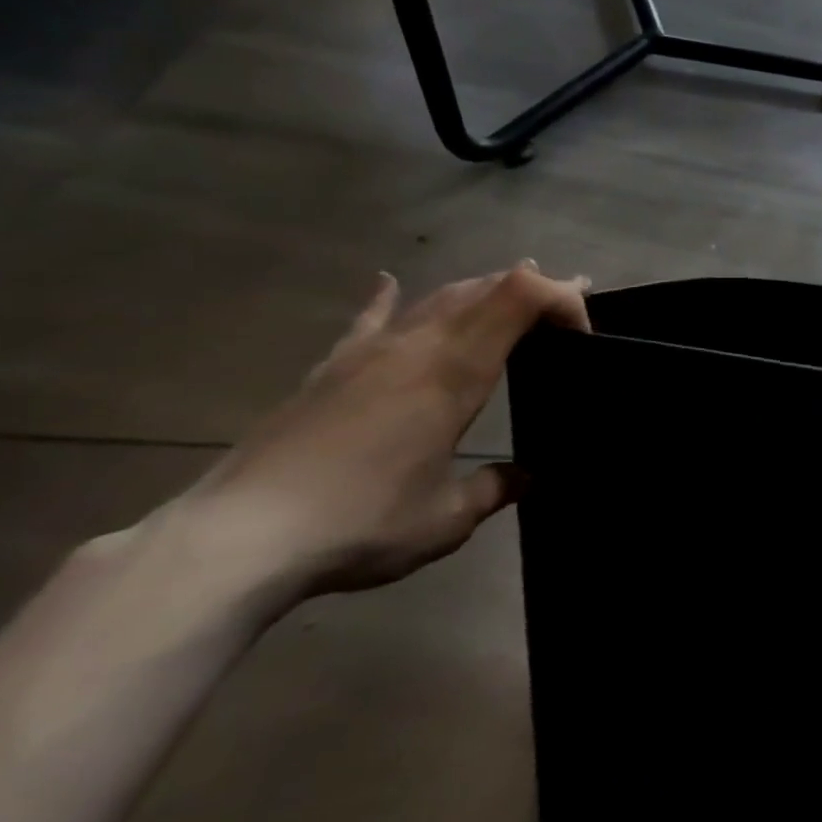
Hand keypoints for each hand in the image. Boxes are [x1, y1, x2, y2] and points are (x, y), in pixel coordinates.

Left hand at [175, 263, 590, 601]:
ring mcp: (369, 352)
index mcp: (455, 372)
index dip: (563, 298)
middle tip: (571, 301)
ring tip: (514, 286)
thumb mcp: (446, 519)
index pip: (521, 298)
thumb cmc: (359, 524)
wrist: (236, 540)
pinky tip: (389, 281)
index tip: (584, 336)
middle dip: (537, 288)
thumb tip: (528, 478)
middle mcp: (417, 346)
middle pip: (486, 288)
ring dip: (484, 288)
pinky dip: (389, 298)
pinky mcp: (330, 368)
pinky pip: (370, 319)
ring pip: (438, 297)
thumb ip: (495, 489)